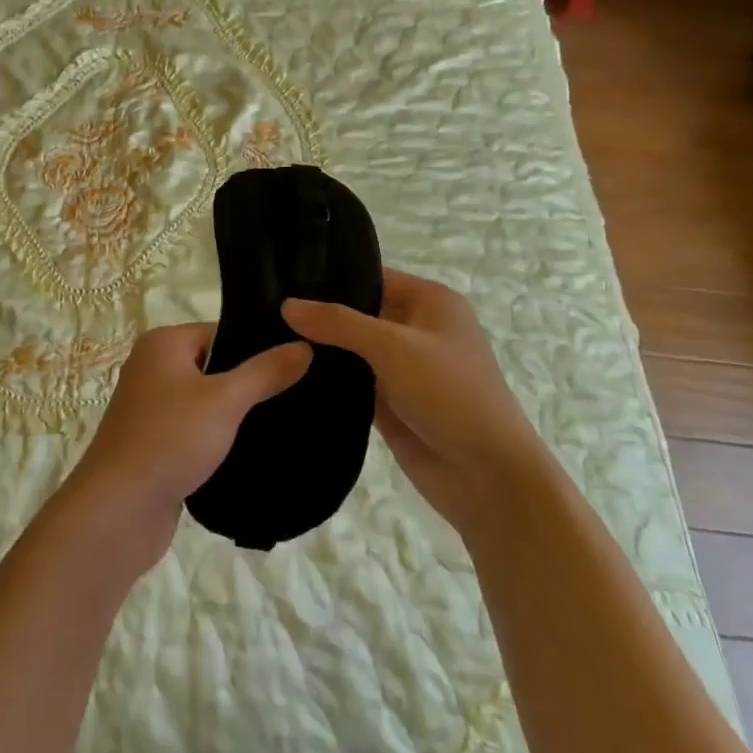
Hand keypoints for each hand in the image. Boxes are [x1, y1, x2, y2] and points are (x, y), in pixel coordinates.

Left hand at [63, 322, 311, 568]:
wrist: (119, 511)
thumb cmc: (169, 439)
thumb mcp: (225, 400)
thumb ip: (265, 372)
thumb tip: (305, 345)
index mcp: (163, 344)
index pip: (222, 332)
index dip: (258, 346)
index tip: (298, 363)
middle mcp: (153, 368)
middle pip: (215, 366)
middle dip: (251, 383)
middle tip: (300, 395)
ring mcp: (152, 409)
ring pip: (207, 402)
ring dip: (237, 415)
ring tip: (284, 424)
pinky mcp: (156, 445)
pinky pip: (197, 432)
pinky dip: (221, 440)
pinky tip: (254, 452)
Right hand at [284, 270, 542, 536]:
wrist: (488, 478)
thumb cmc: (450, 394)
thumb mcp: (394, 347)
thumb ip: (338, 323)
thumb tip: (286, 304)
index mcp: (429, 301)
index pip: (371, 276)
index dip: (330, 276)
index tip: (281, 274)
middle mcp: (415, 328)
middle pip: (358, 312)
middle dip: (318, 313)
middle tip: (263, 306)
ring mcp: (401, 367)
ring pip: (351, 349)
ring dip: (319, 348)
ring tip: (264, 334)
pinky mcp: (389, 402)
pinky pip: (351, 382)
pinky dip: (326, 379)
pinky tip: (285, 370)